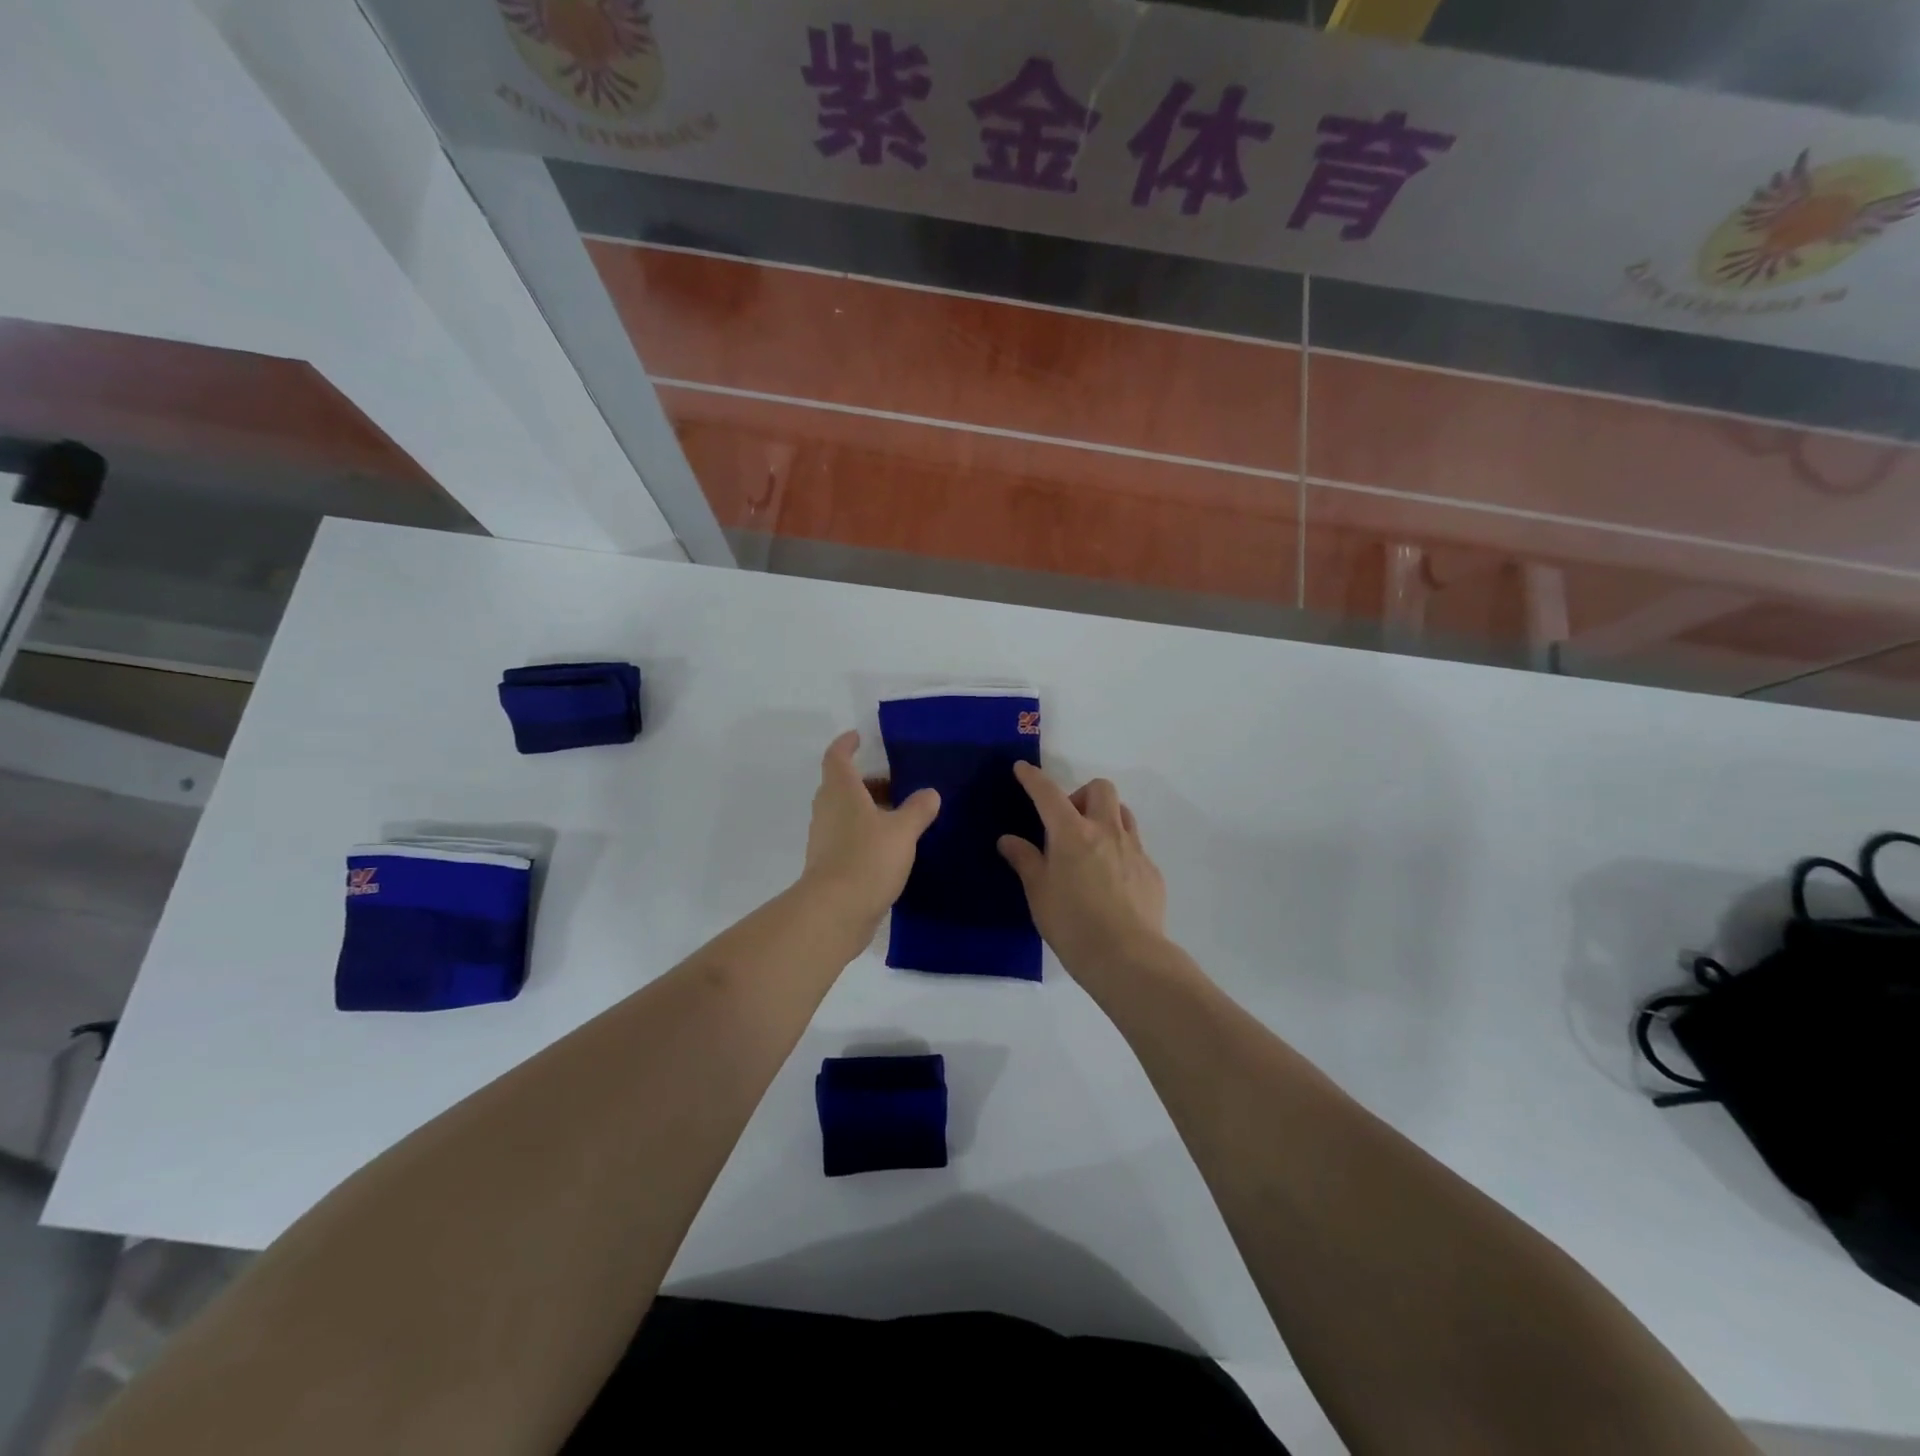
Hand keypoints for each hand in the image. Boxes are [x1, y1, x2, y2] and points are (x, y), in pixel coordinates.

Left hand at [799, 731, 940, 935]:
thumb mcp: (903, 831)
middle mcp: (828, 810)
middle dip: (868, 781)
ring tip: (902, 815)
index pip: (837, 757)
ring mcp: (825, 838)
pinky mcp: (829, 864)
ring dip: (869, 809)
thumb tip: (929, 793)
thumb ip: (918, 809)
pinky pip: (848, 838)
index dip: (846, 744)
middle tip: (898, 782)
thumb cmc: (867, 859)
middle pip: (843, 785)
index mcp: (841, 791)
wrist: (835, 912)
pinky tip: (892, 847)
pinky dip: (867, 834)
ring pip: (846, 813)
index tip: (859, 737)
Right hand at [998, 763, 1167, 979]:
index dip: (1033, 779)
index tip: (1023, 769)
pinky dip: (1119, 849)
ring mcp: (1134, 849)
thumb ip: (1025, 860)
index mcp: (1072, 833)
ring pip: (1123, 812)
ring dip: (1105, 816)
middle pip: (1100, 788)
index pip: (1049, 794)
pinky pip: (1135, 845)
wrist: (1127, 957)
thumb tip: (1008, 840)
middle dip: (1081, 795)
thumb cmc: (1071, 924)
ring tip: (1090, 846)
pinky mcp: (1151, 871)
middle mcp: (1106, 831)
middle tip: (1067, 823)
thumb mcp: (1038, 893)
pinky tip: (1110, 880)